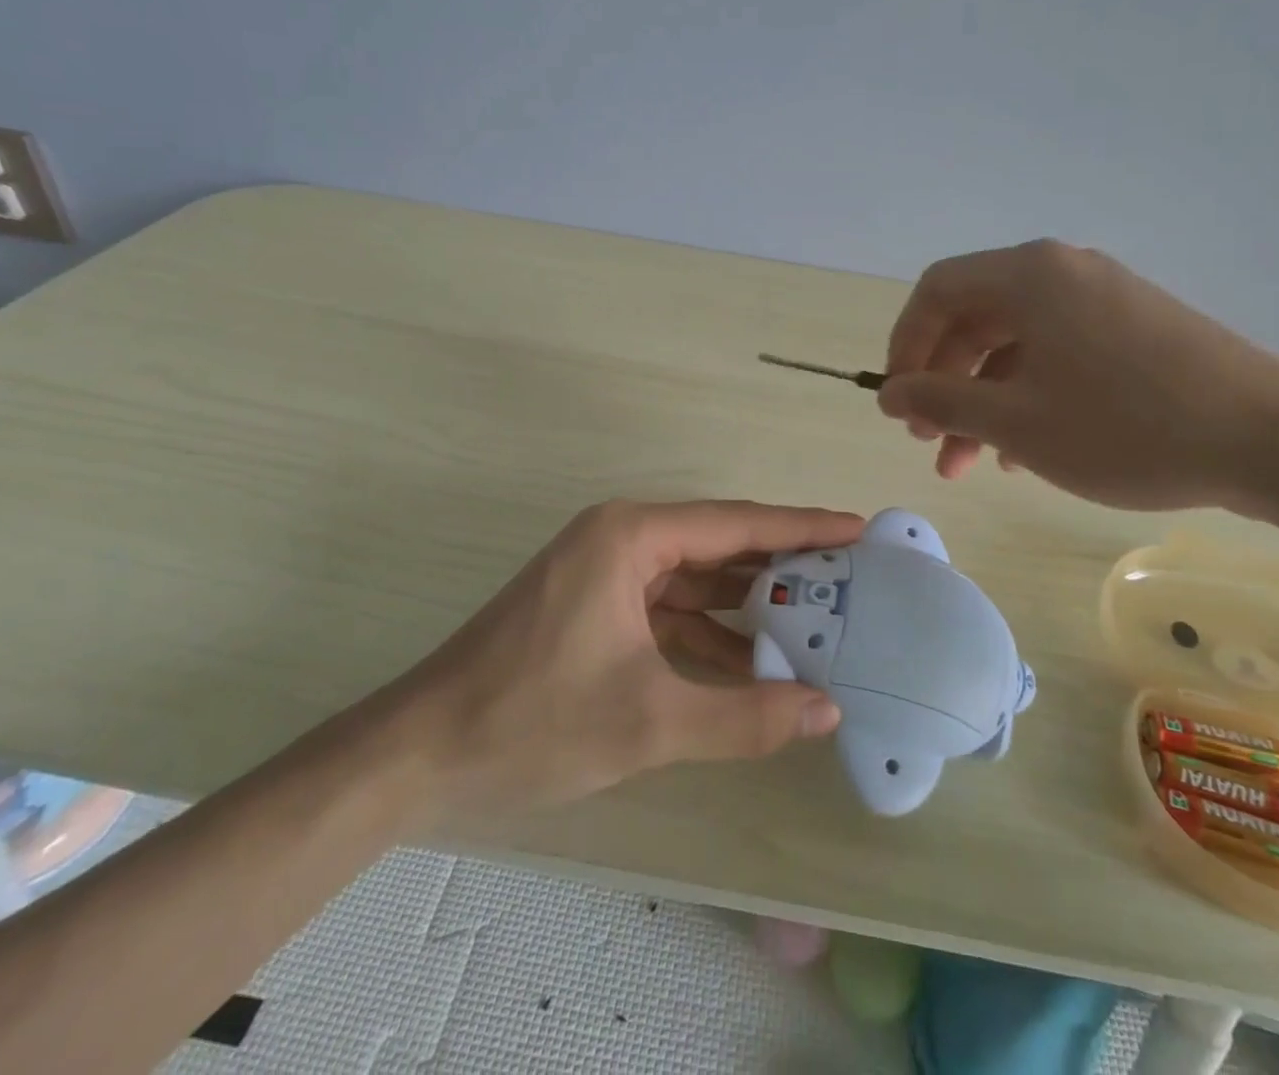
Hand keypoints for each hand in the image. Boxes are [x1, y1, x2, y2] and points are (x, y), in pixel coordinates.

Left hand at [381, 500, 858, 818]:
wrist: (418, 754)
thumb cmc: (531, 719)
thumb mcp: (647, 721)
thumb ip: (743, 717)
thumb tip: (828, 710)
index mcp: (631, 536)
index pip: (737, 523)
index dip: (803, 527)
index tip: (859, 528)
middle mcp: (622, 539)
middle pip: (720, 545)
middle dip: (782, 566)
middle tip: (851, 579)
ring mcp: (605, 573)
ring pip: (696, 581)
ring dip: (747, 605)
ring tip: (816, 622)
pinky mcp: (596, 608)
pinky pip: (669, 610)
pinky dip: (709, 635)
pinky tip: (752, 664)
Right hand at [876, 239, 1278, 514]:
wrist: (1274, 441)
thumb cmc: (1126, 427)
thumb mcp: (1015, 422)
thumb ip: (940, 401)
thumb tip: (888, 392)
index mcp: (1029, 275)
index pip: (936, 291)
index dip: (905, 345)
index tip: (896, 400)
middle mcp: (1064, 271)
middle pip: (975, 317)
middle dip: (944, 382)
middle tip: (929, 441)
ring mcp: (1105, 297)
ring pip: (1017, 342)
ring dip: (984, 399)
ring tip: (974, 463)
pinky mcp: (1136, 327)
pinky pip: (1059, 352)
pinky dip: (1029, 394)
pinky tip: (1028, 449)